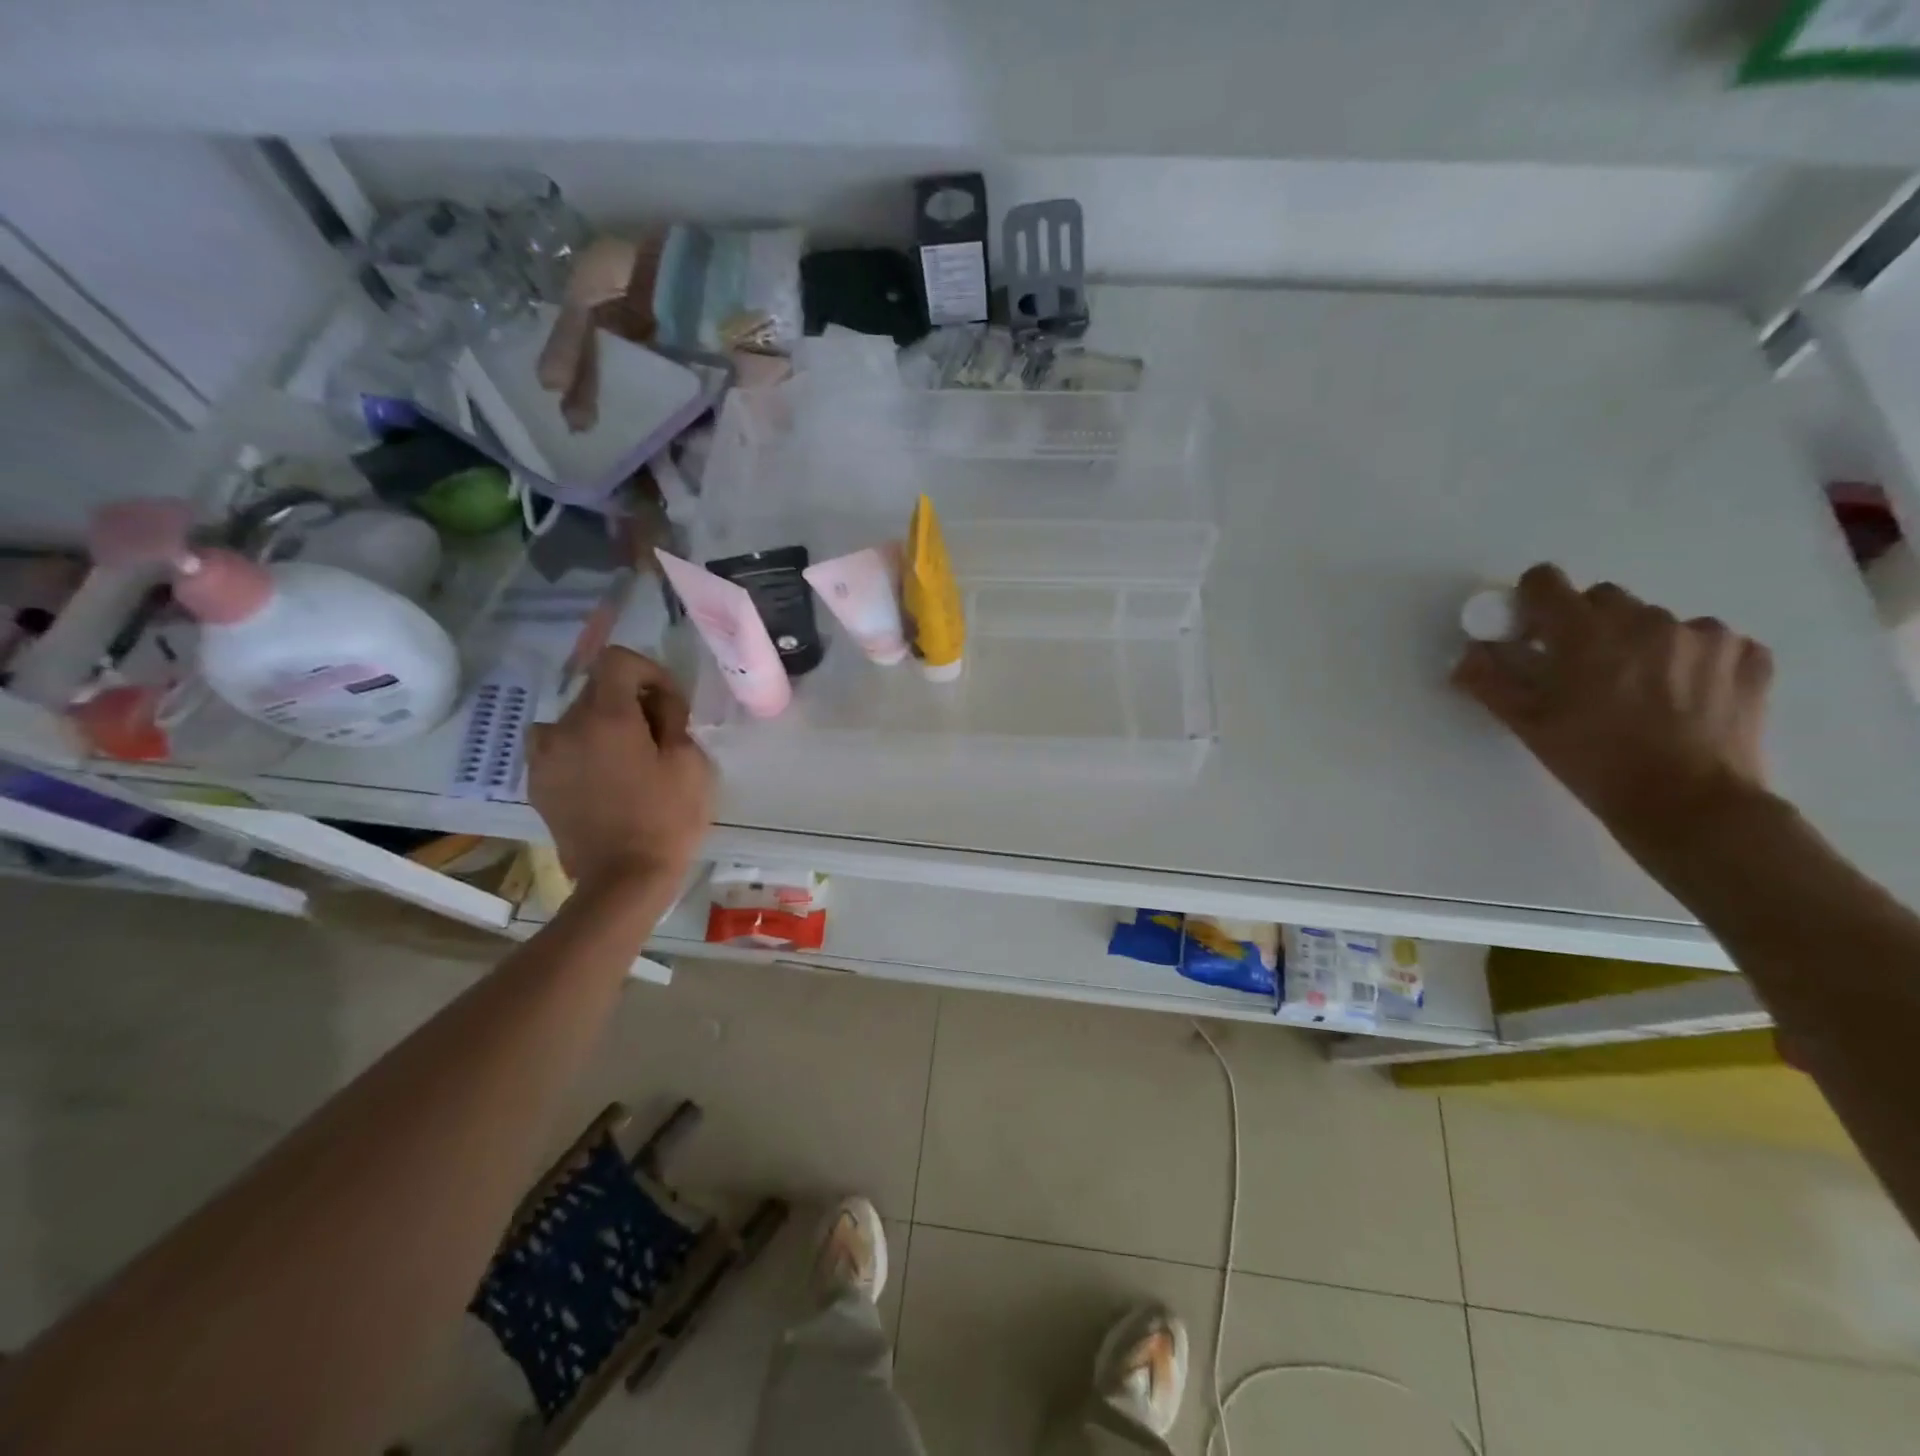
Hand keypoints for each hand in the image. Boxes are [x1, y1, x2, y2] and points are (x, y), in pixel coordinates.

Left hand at [527, 648, 714, 889]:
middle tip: (656, 733)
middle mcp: (565, 727)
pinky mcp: (537, 783)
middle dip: (629, 700)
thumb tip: (656, 702)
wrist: (622, 880)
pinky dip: (580, 750)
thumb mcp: (689, 762)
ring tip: (626, 756)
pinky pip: (558, 747)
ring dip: (601, 725)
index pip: (616, 660)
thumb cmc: (666, 818)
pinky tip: (603, 779)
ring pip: (575, 718)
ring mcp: (544, 756)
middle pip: (596, 688)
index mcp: (606, 717)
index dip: (648, 671)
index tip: (668, 702)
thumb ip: (672, 718)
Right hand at [1452, 563, 1774, 843]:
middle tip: (1581, 671)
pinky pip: (1707, 642)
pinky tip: (1682, 697)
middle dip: (1585, 625)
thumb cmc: (1592, 761)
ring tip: (1637, 691)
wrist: (1689, 803)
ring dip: (1638, 643)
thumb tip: (1468, 654)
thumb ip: (1489, 680)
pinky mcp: (1748, 656)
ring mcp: (1705, 635)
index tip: (1531, 634)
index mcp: (1585, 631)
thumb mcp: (1525, 723)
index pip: (1545, 581)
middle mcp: (1646, 619)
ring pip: (1655, 622)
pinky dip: (1688, 660)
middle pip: (1601, 598)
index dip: (1531, 602)